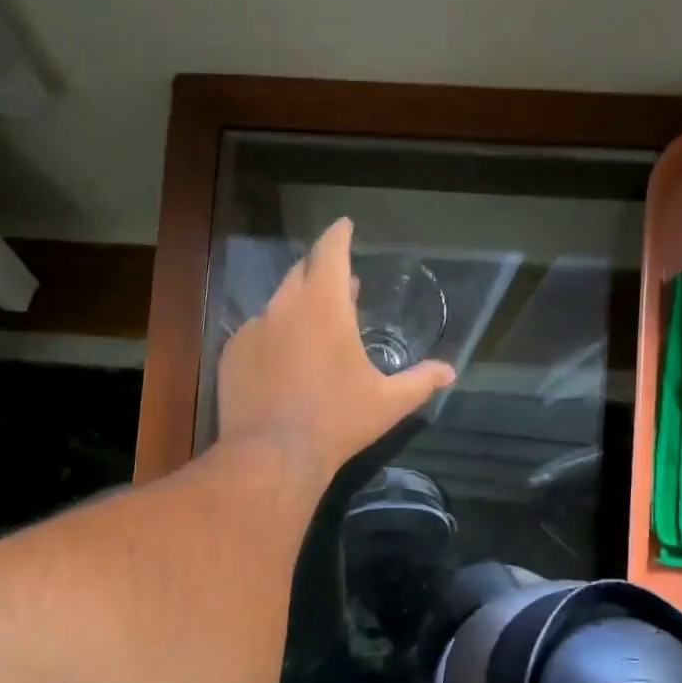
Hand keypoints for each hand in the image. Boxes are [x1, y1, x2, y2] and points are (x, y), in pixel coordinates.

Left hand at [217, 219, 453, 482]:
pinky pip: (256, 334)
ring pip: (277, 305)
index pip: (330, 251)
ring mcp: (252, 329)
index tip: (344, 226)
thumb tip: (450, 371)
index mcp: (324, 305)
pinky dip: (273, 337)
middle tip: (339, 285)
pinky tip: (282, 362)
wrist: (272, 456)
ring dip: (297, 308)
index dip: (338, 234)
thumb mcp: (387, 402)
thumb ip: (420, 381)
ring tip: (311, 328)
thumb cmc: (337, 422)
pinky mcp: (231, 354)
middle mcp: (284, 306)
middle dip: (321, 272)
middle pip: (302, 272)